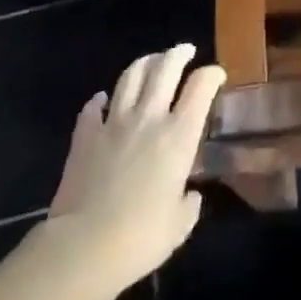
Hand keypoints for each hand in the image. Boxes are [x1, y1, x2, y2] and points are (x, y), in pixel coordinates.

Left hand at [45, 45, 224, 289]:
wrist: (83, 248)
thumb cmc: (141, 238)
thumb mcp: (180, 224)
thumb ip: (189, 203)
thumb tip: (188, 195)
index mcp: (179, 135)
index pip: (201, 86)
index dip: (212, 73)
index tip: (216, 75)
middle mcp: (149, 118)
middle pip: (165, 68)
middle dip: (178, 54)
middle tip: (185, 51)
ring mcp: (114, 124)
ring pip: (130, 77)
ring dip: (144, 64)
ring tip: (151, 62)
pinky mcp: (85, 137)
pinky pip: (93, 108)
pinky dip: (100, 100)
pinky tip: (103, 100)